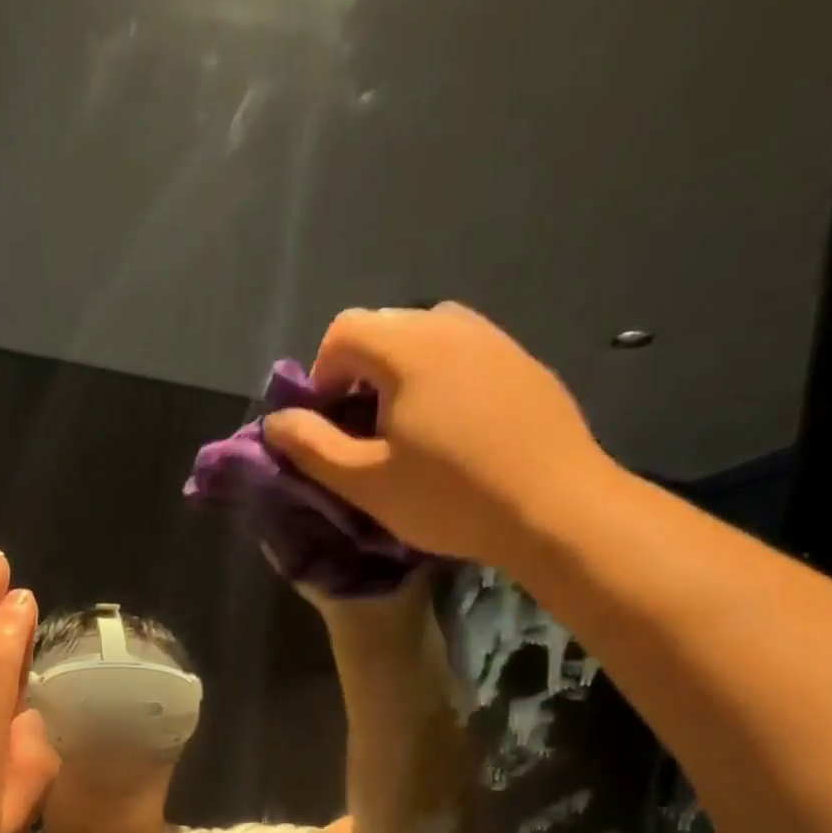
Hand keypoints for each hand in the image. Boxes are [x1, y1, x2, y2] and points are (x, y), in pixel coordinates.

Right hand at [262, 303, 618, 565]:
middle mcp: (451, 324)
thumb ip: (311, 447)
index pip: (342, 331)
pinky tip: (456, 432)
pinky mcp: (524, 364)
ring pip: (427, 339)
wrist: (556, 508)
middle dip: (360, 374)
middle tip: (366, 432)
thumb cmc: (450, 496)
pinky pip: (465, 355)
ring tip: (409, 430)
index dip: (321, 376)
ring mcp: (495, 340)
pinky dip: (443, 380)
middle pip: (384, 328)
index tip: (330, 425)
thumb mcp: (365, 481)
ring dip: (401, 375)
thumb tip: (275, 422)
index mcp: (407, 346)